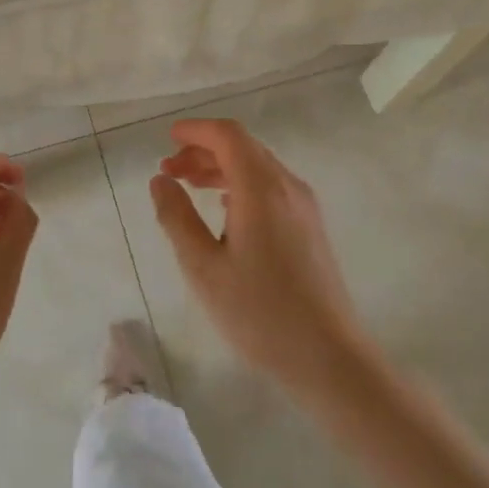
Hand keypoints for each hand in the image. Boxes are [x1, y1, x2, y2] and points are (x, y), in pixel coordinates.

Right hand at [150, 119, 372, 399]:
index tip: (167, 138)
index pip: (228, 135)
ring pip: (258, 167)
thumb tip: (160, 181)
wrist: (328, 356)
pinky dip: (241, 185)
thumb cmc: (259, 313)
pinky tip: (224, 212)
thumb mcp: (203, 268)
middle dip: (203, 151)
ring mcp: (304, 206)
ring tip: (189, 187)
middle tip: (169, 171)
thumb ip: (176, 218)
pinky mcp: (311, 227)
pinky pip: (272, 188)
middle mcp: (288, 186)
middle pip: (244, 148)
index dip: (196, 130)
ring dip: (222, 169)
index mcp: (261, 189)